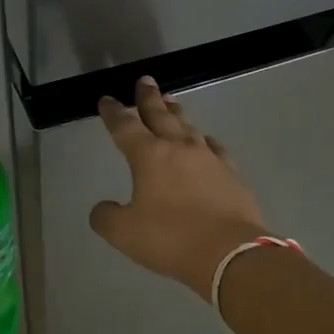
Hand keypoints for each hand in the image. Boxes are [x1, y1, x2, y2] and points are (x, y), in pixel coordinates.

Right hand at [89, 77, 269, 300]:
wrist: (230, 253)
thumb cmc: (171, 239)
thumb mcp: (124, 233)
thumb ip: (107, 218)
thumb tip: (102, 209)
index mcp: (149, 156)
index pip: (125, 127)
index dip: (113, 112)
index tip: (107, 100)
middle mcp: (179, 148)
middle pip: (160, 115)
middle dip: (148, 98)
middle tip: (145, 81)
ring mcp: (209, 159)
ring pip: (188, 127)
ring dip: (176, 113)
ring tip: (171, 102)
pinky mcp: (231, 174)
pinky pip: (213, 148)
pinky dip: (203, 141)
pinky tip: (204, 141)